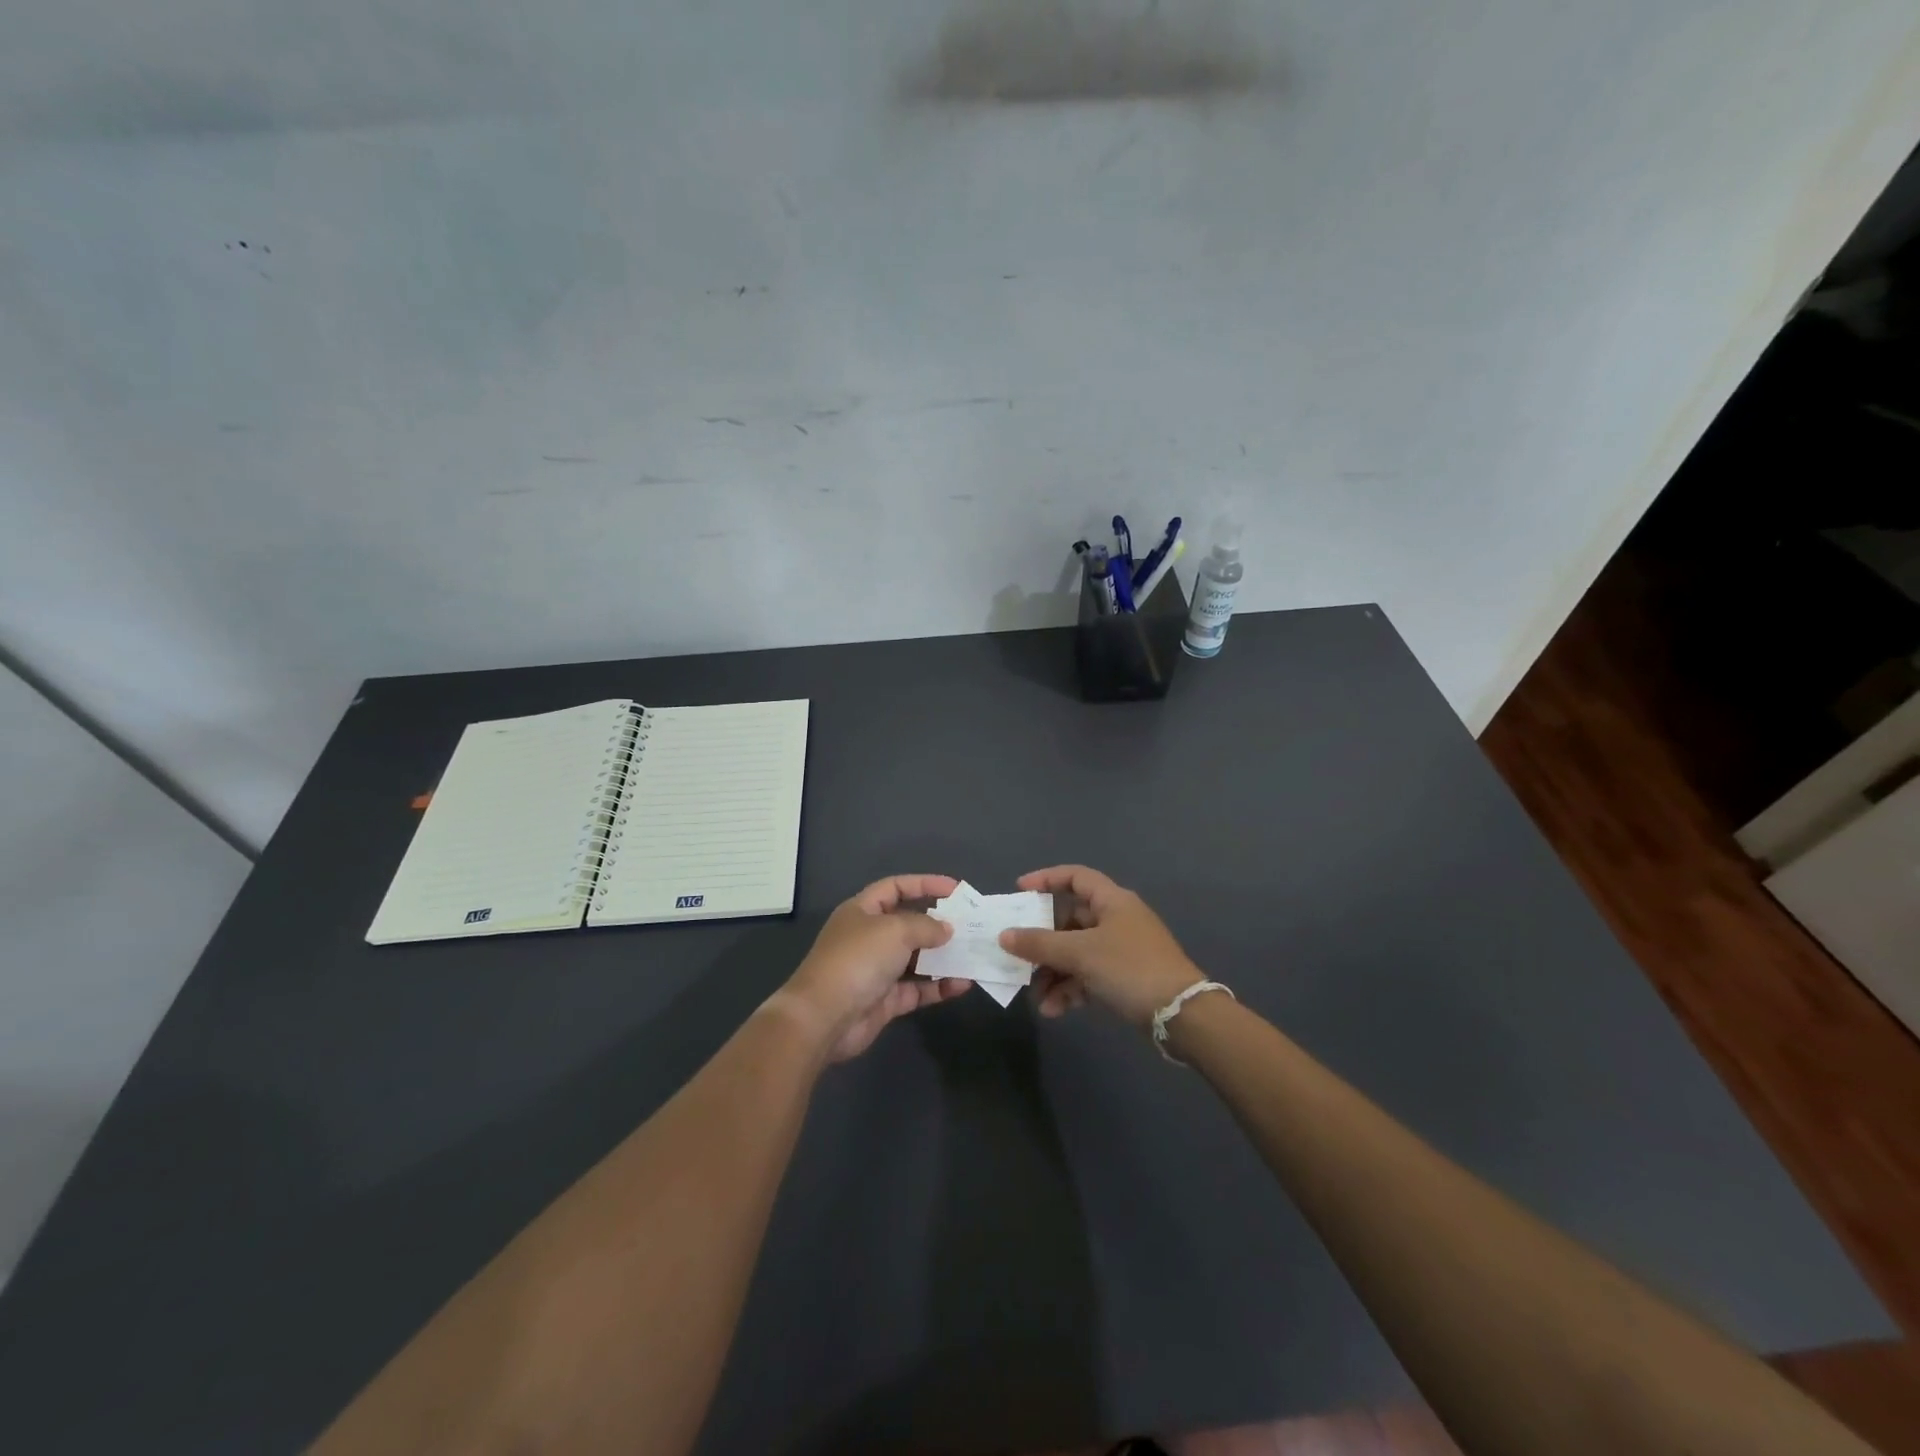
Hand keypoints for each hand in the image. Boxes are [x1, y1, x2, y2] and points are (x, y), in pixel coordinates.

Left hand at [781, 875, 971, 1060]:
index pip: (896, 887)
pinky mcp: (885, 1000)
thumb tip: (947, 930)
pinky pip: (918, 988)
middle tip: (971, 925)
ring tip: (973, 954)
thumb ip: (926, 926)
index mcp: (862, 910)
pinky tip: (963, 984)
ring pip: (916, 958)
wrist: (823, 1017)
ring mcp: (877, 970)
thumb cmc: (857, 959)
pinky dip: (939, 986)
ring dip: (943, 957)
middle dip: (938, 923)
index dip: (924, 884)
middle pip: (909, 923)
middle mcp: (869, 937)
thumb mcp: (895, 930)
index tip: (955, 889)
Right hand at [997, 865, 1202, 1026]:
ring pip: (1076, 953)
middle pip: (1069, 920)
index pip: (1075, 877)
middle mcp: (1116, 919)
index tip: (1018, 892)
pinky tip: (1054, 1011)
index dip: (1046, 879)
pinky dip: (1070, 990)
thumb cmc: (1130, 968)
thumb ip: (1039, 944)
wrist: (1182, 1015)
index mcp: (1112, 901)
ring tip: (1037, 998)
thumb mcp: (1080, 953)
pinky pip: (1087, 976)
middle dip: (1042, 942)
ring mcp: (1121, 950)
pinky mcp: (1124, 978)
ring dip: (1053, 973)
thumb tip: (1004, 935)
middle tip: (1018, 956)